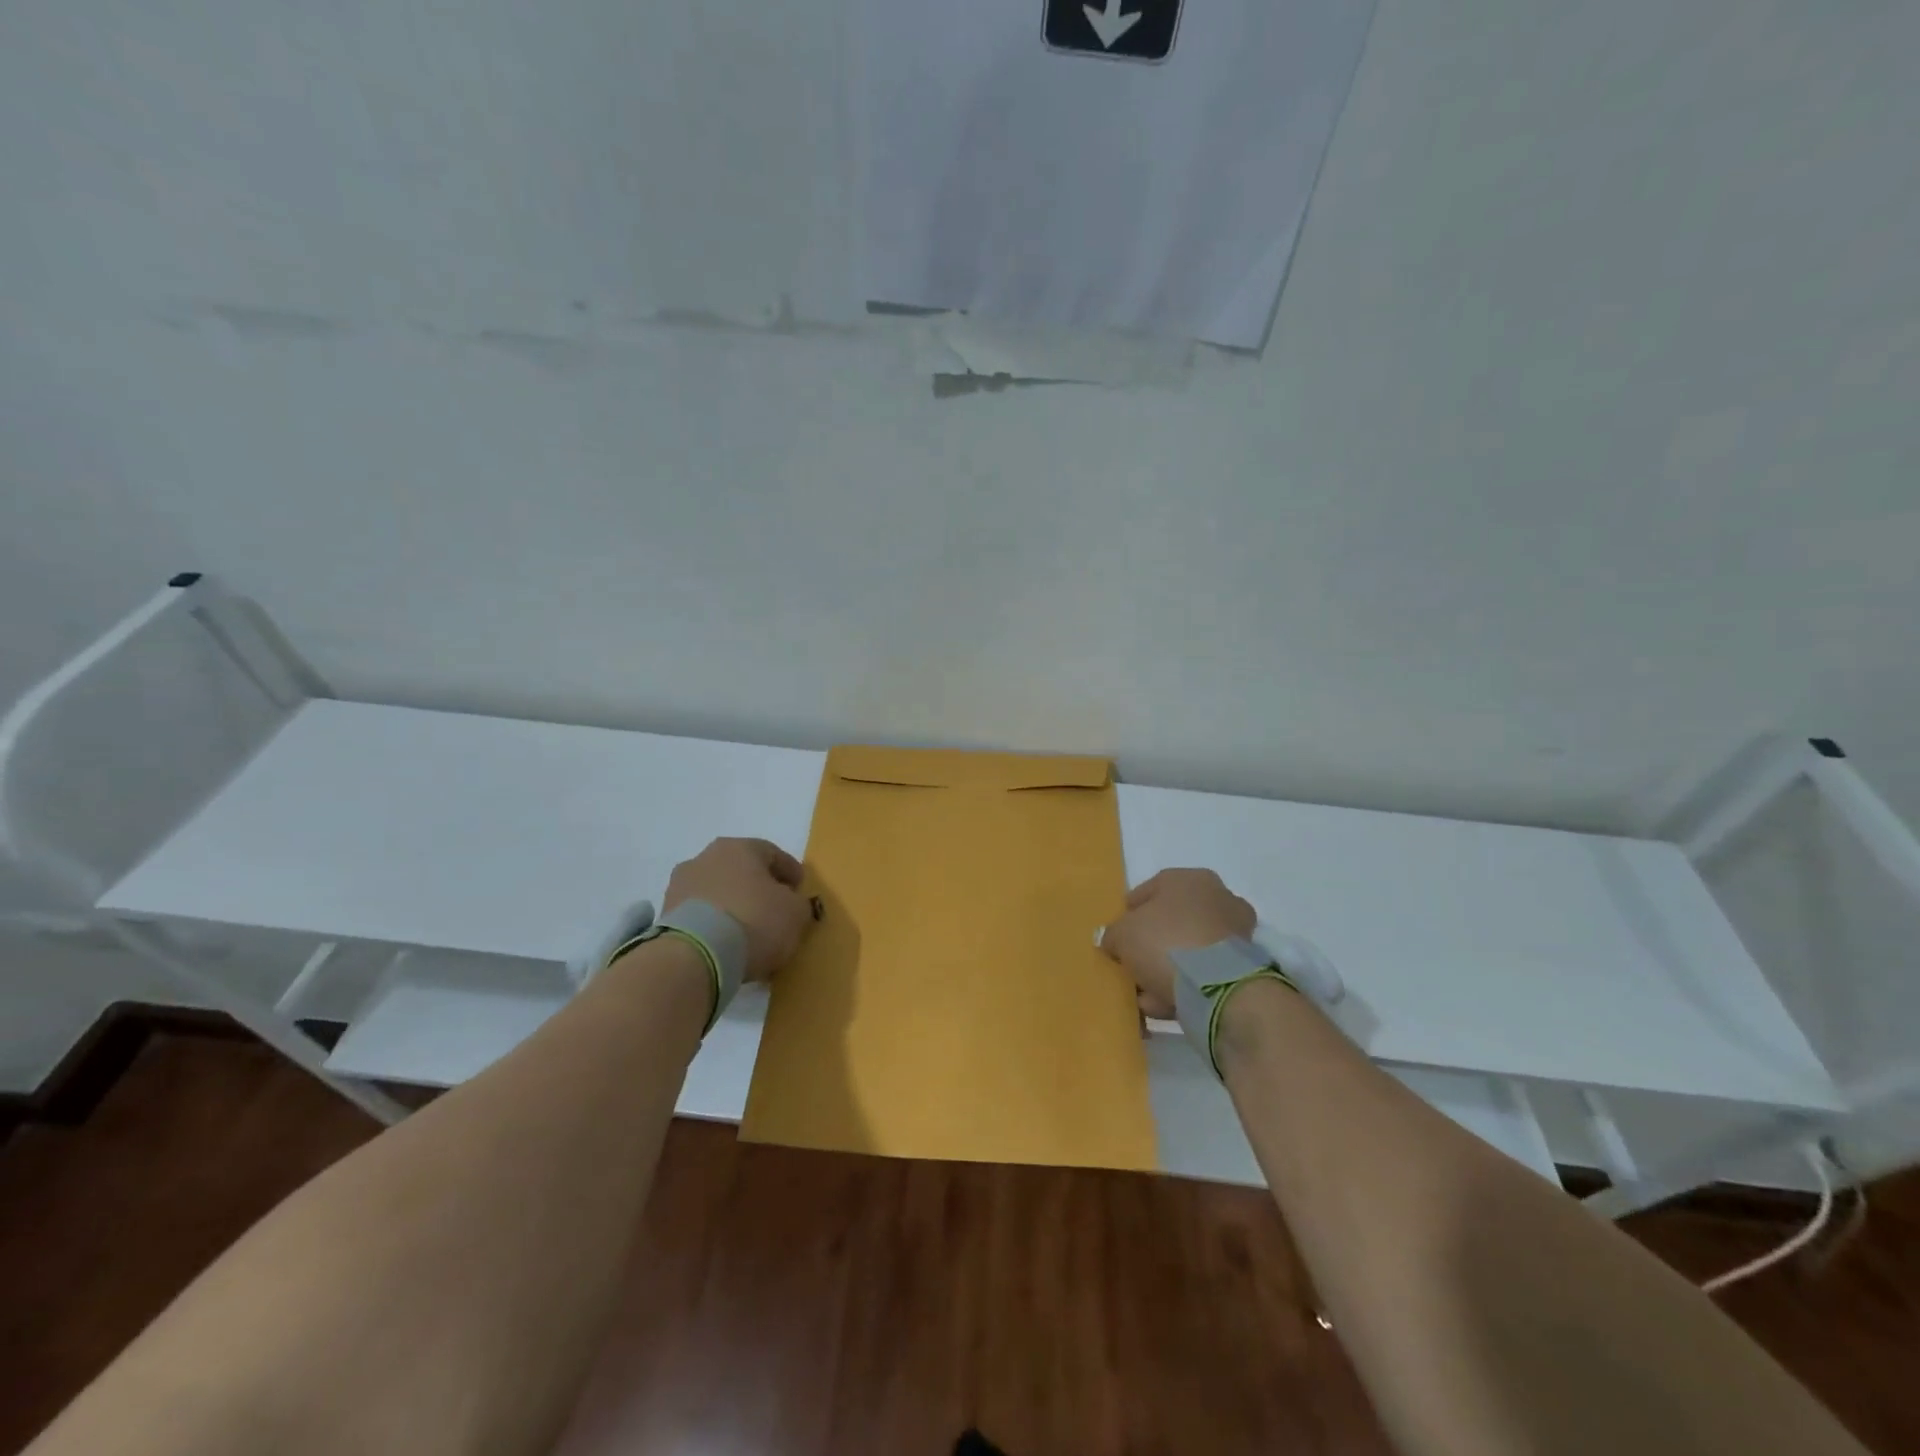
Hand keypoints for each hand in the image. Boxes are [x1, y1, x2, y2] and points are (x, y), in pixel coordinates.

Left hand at [662, 837, 812, 981]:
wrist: (695, 956)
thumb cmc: (754, 921)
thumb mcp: (795, 912)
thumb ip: (798, 903)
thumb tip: (790, 904)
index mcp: (739, 847)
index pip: (772, 853)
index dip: (790, 871)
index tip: (800, 889)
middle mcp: (706, 858)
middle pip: (741, 871)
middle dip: (758, 888)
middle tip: (774, 909)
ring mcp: (680, 886)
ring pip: (717, 892)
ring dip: (732, 906)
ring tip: (747, 933)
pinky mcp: (665, 916)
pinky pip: (700, 915)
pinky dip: (714, 925)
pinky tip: (726, 944)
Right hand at [1099, 868, 1255, 1017]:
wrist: (1218, 988)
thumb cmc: (1165, 943)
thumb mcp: (1122, 934)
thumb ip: (1113, 934)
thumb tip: (1115, 943)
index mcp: (1190, 879)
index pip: (1150, 890)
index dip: (1128, 914)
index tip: (1116, 937)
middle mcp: (1218, 898)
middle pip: (1171, 922)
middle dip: (1150, 945)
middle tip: (1131, 966)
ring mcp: (1235, 933)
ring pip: (1188, 950)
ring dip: (1166, 970)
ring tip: (1144, 995)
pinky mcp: (1244, 966)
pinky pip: (1203, 973)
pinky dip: (1184, 986)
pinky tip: (1163, 1004)